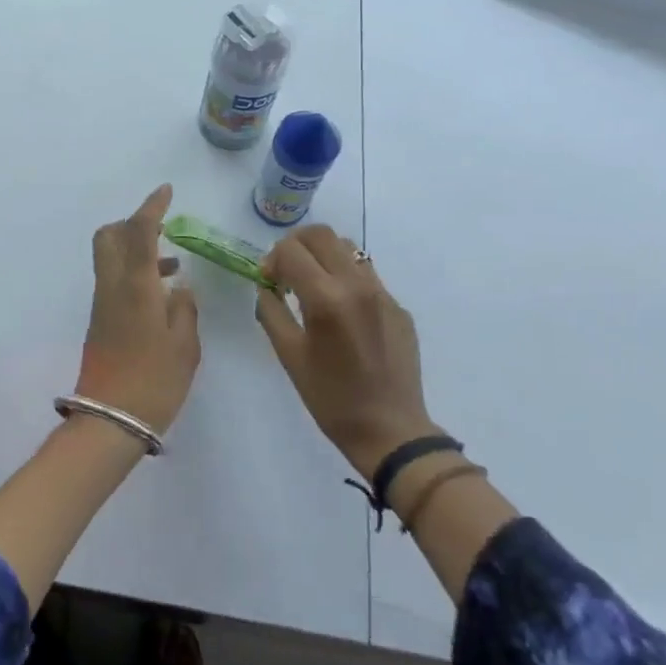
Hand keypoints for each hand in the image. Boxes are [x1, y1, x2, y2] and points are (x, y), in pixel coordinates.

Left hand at [77, 184, 200, 434]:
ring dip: (137, 250)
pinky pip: (115, 281)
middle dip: (133, 224)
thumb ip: (185, 309)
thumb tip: (179, 289)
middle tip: (163, 230)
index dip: (152, 207)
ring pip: (111, 258)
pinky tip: (162, 295)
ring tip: (174, 266)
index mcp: (135, 285)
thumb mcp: (185, 346)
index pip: (139, 231)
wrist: (110, 420)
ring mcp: (102, 303)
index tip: (166, 191)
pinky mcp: (100, 320)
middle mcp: (112, 286)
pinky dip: (135, 273)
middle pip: (110, 236)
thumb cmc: (154, 381)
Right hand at [256, 226, 432, 478]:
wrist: (390, 430)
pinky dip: (345, 277)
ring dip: (323, 256)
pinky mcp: (398, 306)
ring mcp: (383, 293)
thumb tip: (267, 286)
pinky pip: (367, 274)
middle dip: (296, 246)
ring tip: (313, 285)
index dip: (272, 259)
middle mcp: (357, 285)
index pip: (291, 249)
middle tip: (286, 272)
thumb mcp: (288, 355)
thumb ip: (271, 311)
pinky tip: (341, 310)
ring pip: (348, 248)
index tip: (268, 281)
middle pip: (321, 235)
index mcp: (326, 299)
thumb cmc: (330, 397)